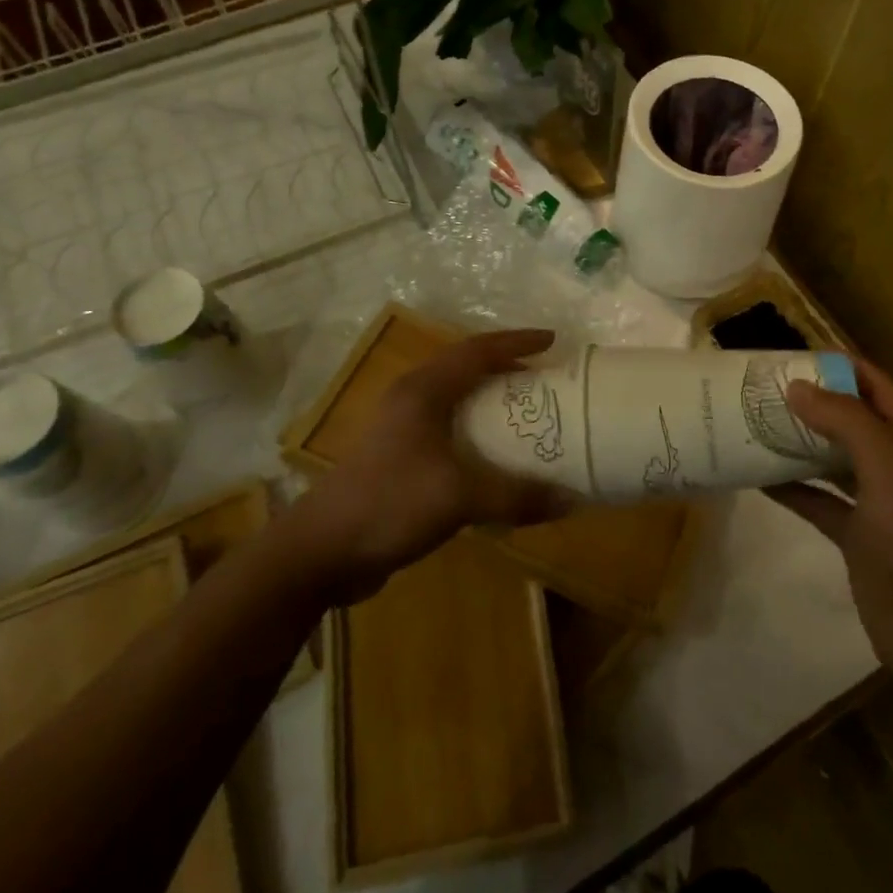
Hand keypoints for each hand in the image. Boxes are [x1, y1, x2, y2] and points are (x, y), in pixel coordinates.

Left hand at [294, 328, 569, 600]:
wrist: (321, 551)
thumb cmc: (389, 503)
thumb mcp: (459, 497)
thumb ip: (516, 496)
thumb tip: (572, 499)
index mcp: (424, 390)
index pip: (477, 350)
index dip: (516, 341)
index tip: (553, 341)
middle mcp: (411, 400)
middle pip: (465, 369)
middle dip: (506, 369)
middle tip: (544, 379)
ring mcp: (400, 430)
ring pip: (455, 402)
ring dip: (490, 403)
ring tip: (526, 414)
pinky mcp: (397, 459)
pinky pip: (448, 433)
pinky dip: (476, 436)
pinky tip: (495, 461)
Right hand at [768, 360, 892, 684]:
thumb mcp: (888, 466)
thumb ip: (845, 420)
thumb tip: (797, 385)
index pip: (874, 383)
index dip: (834, 365)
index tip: (785, 356)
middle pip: (850, 417)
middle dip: (809, 401)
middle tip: (758, 388)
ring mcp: (878, 500)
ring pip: (832, 457)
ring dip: (797, 442)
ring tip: (750, 423)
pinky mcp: (858, 535)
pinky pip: (819, 499)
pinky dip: (792, 487)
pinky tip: (756, 476)